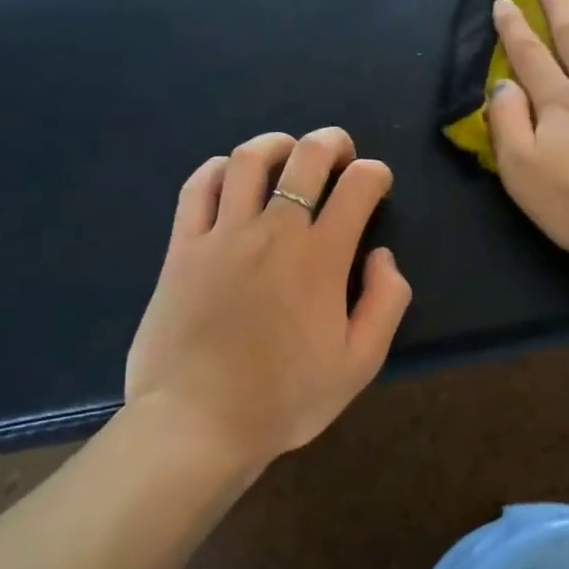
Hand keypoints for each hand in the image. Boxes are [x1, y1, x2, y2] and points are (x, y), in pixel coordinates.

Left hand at [124, 127, 411, 463]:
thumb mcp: (361, 363)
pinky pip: (199, 188)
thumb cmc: (286, 398)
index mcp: (321, 257)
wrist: (198, 424)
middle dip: (332, 143)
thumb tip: (381, 254)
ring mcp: (222, 235)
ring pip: (249, 160)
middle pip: (306, 158)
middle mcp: (273, 231)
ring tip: (288, 152)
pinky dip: (219, 169)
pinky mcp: (182, 248)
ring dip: (277, 144)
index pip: (358, 186)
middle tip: (341, 151)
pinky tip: (231, 175)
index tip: (378, 184)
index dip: (375, 174)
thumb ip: (386, 302)